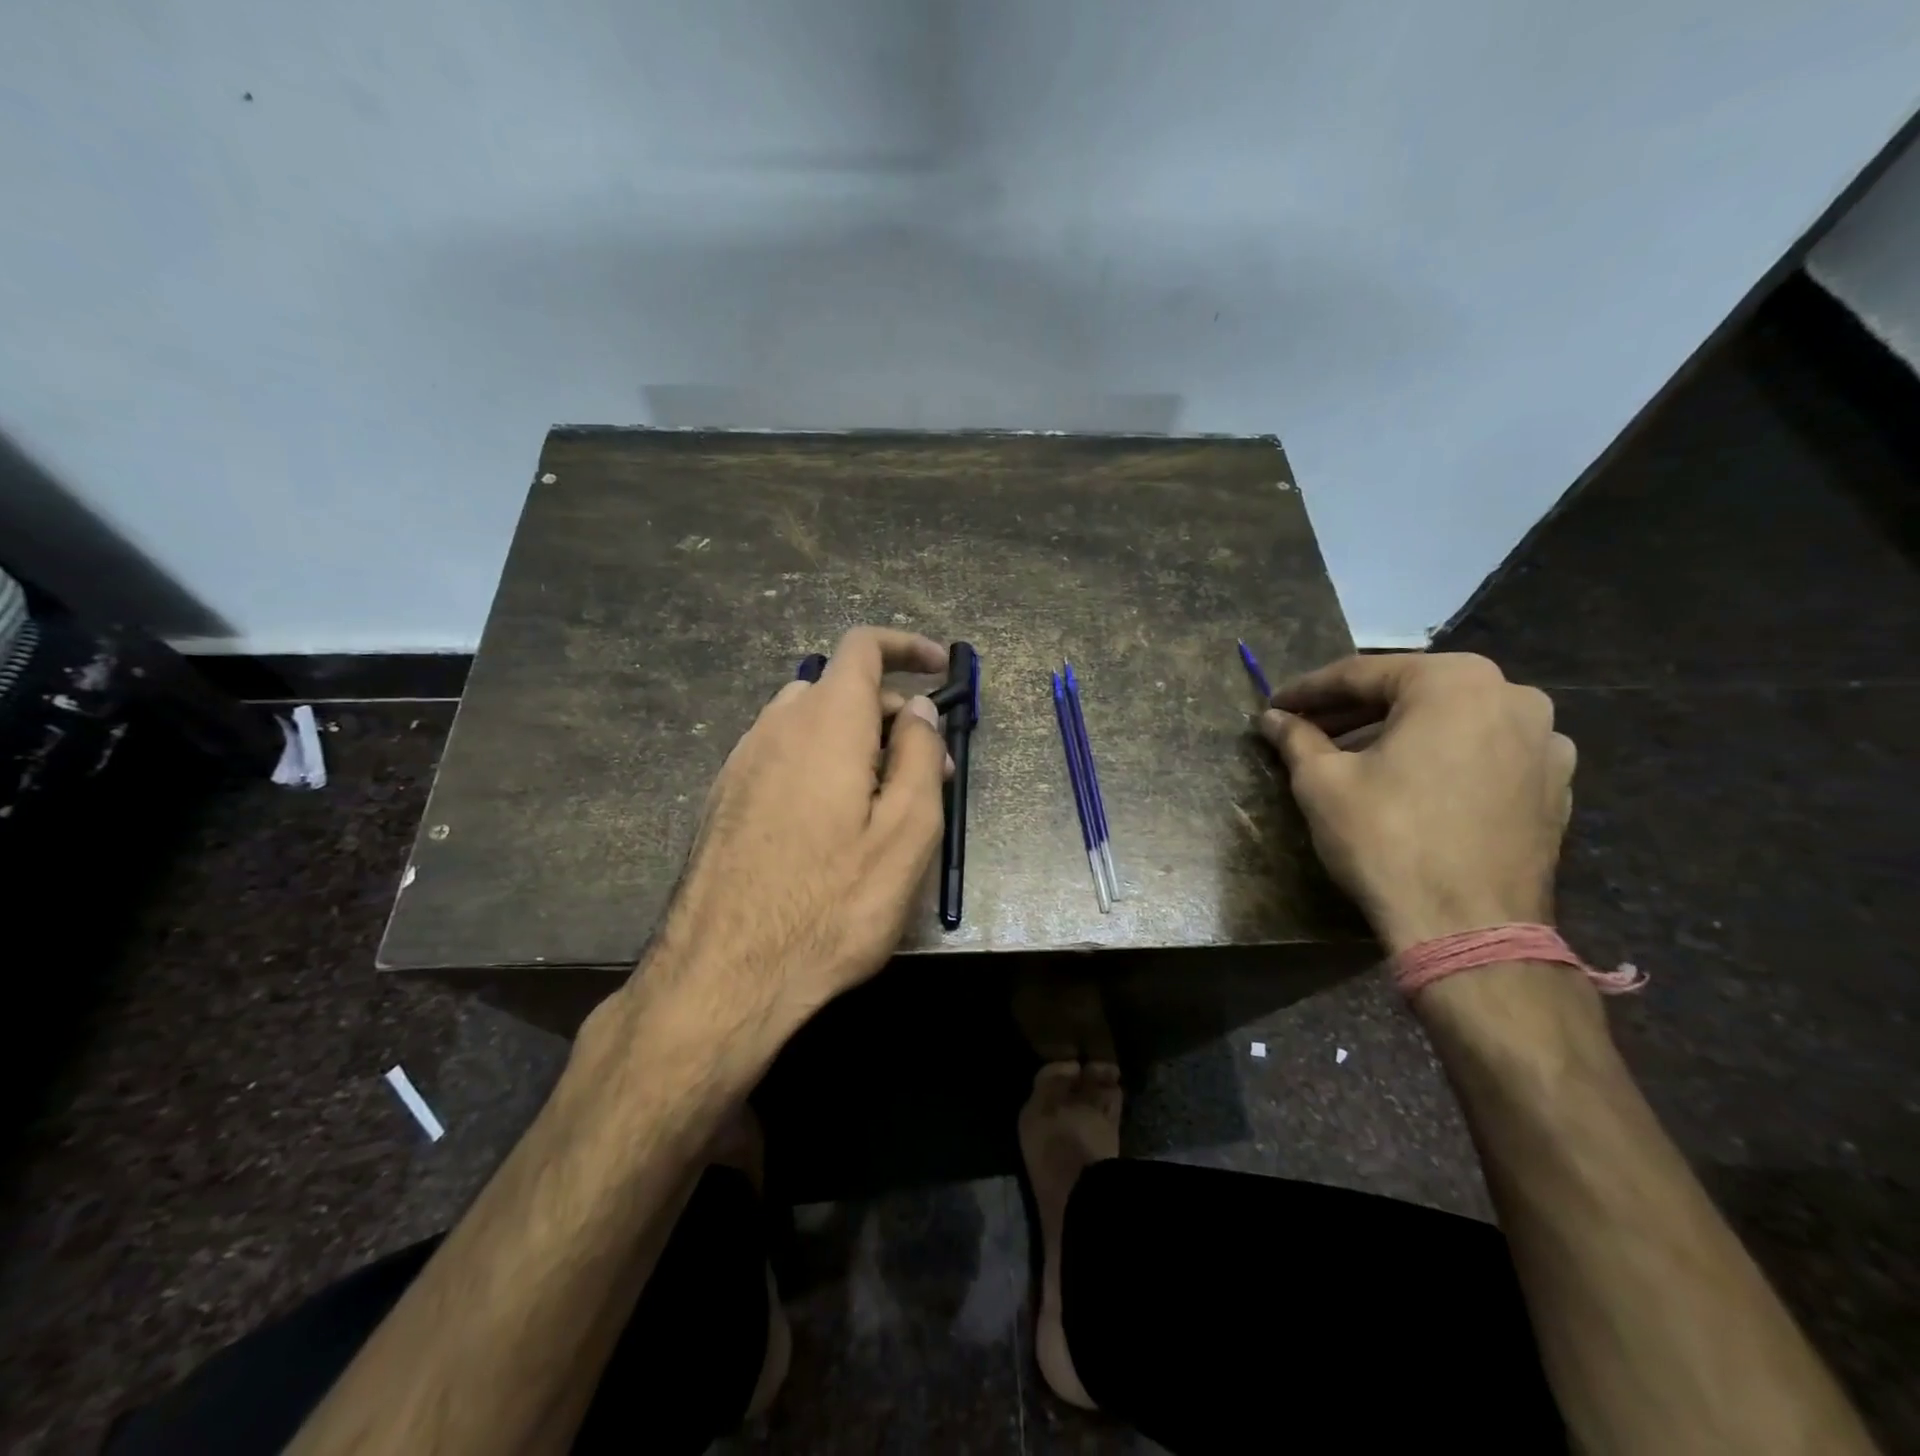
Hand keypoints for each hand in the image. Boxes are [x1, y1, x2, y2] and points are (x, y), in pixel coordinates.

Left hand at [639, 627, 951, 1036]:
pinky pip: (783, 757)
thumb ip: (918, 756)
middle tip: (932, 772)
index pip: (863, 647)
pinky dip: (821, 766)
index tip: (940, 668)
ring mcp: (742, 762)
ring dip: (856, 743)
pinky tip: (832, 826)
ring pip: (810, 724)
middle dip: (893, 715)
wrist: (722, 976)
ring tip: (884, 804)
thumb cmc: (830, 905)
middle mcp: (776, 726)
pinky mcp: (724, 798)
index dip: (907, 646)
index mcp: (825, 722)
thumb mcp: (905, 833)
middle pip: (841, 690)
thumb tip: (917, 708)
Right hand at [1258, 653, 1573, 953]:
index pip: (1361, 674)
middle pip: (1411, 693)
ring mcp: (1545, 741)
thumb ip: (1296, 738)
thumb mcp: (1322, 782)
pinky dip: (1441, 758)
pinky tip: (1409, 783)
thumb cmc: (1387, 838)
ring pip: (1450, 722)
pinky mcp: (1555, 786)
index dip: (1308, 691)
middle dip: (1352, 711)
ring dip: (1397, 732)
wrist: (1469, 929)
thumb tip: (1272, 718)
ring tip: (1352, 756)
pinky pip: (1484, 754)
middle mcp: (1512, 696)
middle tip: (1306, 728)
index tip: (1273, 706)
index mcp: (1454, 681)